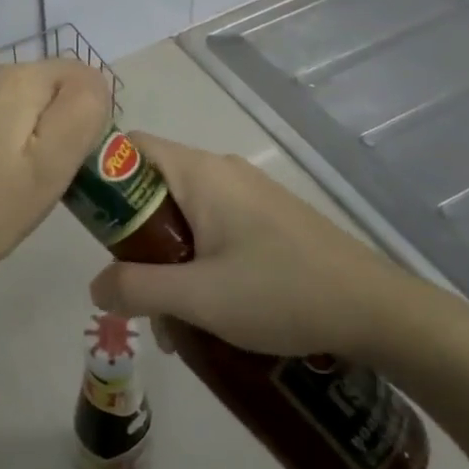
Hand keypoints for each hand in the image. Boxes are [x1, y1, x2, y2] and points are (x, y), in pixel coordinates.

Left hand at [0, 54, 109, 326]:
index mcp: (13, 76)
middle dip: (43, 125)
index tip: (57, 164)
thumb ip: (82, 112)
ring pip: (6, 97)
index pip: (78, 78)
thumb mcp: (50, 169)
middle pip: (39, 86)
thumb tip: (90, 83)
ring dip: (11, 128)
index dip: (79, 122)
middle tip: (24, 178)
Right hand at [87, 134, 427, 363]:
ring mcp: (248, 195)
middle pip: (153, 187)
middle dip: (134, 239)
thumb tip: (95, 285)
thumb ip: (137, 289)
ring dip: (166, 261)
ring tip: (174, 320)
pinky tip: (209, 313)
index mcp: (201, 173)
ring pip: (182, 216)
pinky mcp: (266, 220)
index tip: (89, 227)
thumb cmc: (282, 292)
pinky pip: (212, 229)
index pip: (130, 148)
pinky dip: (196, 263)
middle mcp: (221, 172)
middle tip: (132, 289)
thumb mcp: (199, 298)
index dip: (101, 177)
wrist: (378, 312)